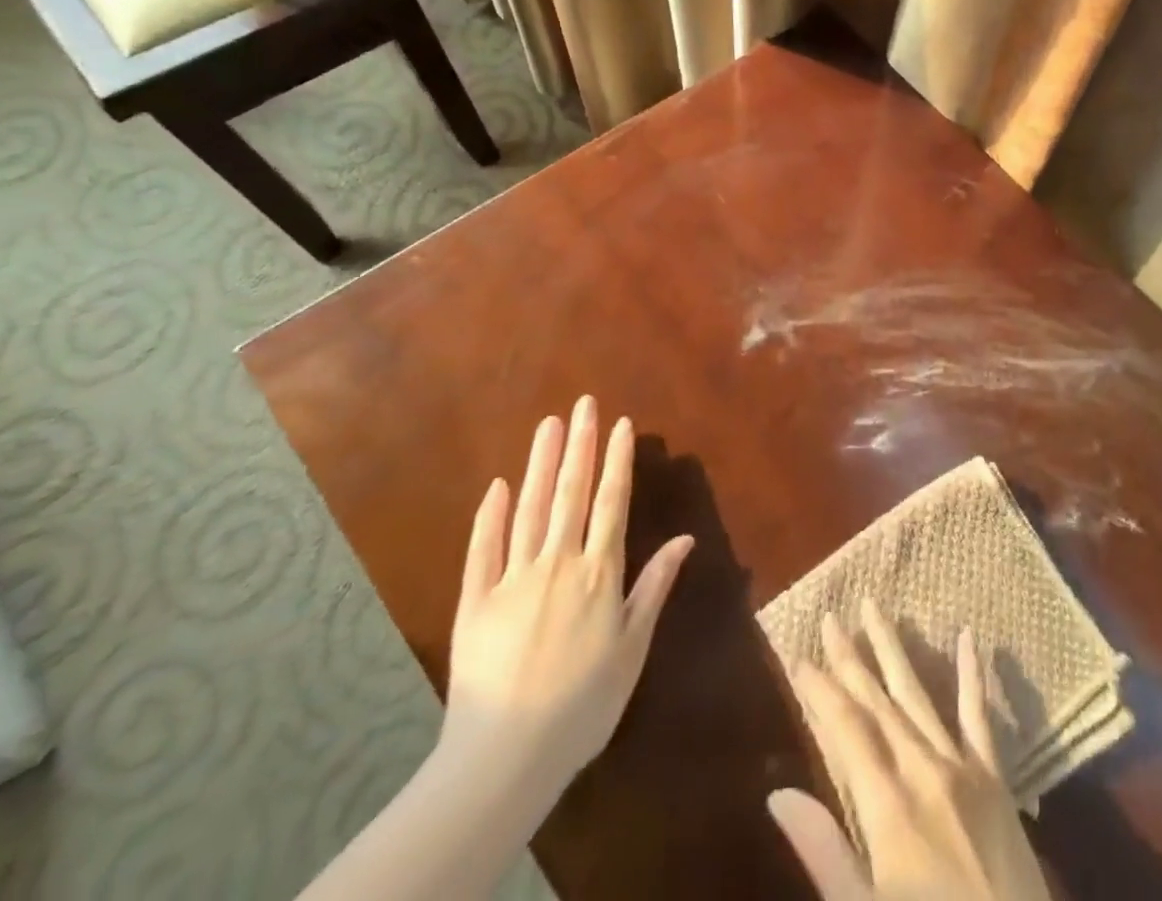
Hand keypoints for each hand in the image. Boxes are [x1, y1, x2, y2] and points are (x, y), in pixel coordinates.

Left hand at [440, 395, 693, 801]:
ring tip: (549, 425)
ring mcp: (513, 579)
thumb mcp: (633, 646)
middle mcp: (558, 563)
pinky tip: (497, 485)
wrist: (507, 756)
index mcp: (599, 572)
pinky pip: (483, 551)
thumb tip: (687, 538)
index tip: (621, 424)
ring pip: (530, 509)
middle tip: (583, 404)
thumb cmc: (584, 703)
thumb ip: (654, 586)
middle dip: (579, 445)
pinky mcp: (475, 603)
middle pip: (570, 493)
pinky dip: (490, 516)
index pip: (611, 502)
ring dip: (541, 464)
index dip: (617, 461)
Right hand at [768, 600, 1052, 900]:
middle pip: (879, 702)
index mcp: (888, 806)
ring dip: (894, 649)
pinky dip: (972, 674)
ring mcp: (963, 767)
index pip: (846, 730)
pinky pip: (980, 716)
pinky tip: (967, 635)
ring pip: (919, 694)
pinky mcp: (995, 777)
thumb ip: (824, 851)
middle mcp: (923, 770)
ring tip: (875, 606)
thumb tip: (777, 795)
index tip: (798, 657)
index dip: (820, 692)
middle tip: (831, 616)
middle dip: (851, 658)